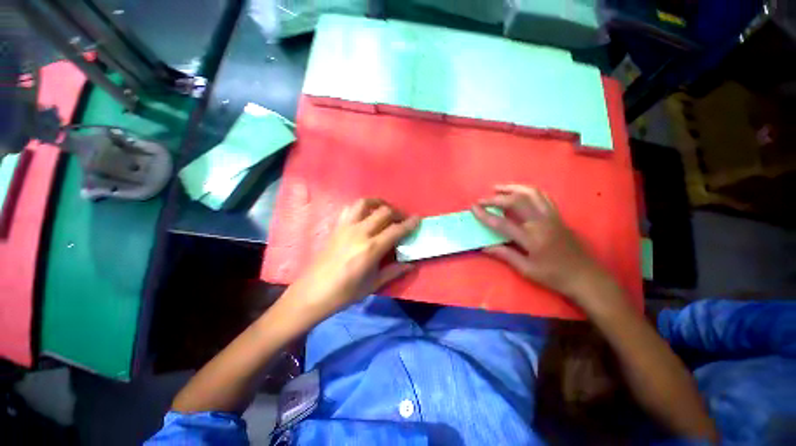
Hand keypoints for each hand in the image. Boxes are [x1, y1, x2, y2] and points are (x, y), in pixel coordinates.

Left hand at [287, 198, 419, 319]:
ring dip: (378, 204)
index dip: (409, 223)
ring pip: (365, 203)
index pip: (396, 230)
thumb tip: (411, 265)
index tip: (418, 218)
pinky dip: (361, 207)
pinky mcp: (336, 227)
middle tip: (402, 220)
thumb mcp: (373, 285)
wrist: (312, 292)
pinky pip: (349, 208)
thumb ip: (394, 271)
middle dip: (397, 213)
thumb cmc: (344, 293)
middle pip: (384, 212)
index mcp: (371, 249)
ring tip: (385, 211)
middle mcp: (359, 232)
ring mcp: (345, 227)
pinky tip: (365, 215)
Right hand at [472, 185, 608, 298]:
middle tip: (482, 200)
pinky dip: (528, 190)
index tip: (473, 208)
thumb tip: (484, 247)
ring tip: (498, 188)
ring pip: (531, 193)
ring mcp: (551, 216)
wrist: (585, 276)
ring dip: (512, 188)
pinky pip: (542, 196)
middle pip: (516, 201)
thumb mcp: (527, 269)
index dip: (485, 214)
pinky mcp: (558, 215)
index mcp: (531, 238)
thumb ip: (505, 255)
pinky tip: (519, 192)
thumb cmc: (554, 276)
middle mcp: (541, 222)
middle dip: (496, 198)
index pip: (502, 223)